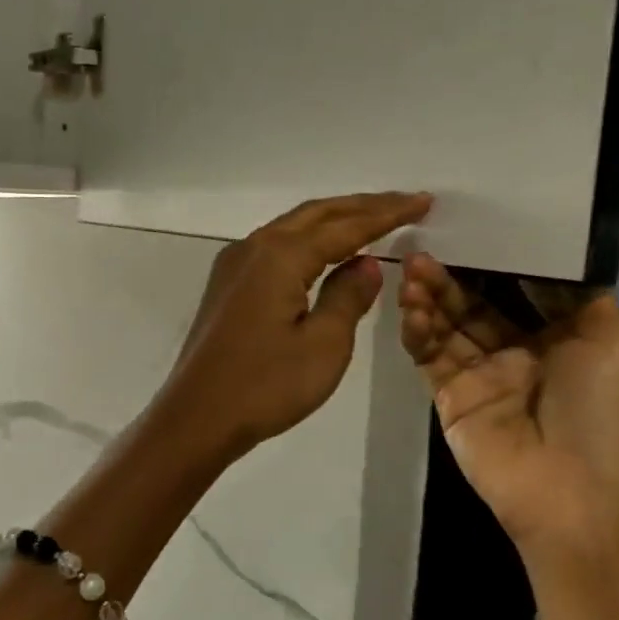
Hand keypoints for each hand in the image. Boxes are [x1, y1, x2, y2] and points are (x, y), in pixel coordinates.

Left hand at [158, 193, 433, 463]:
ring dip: (332, 221)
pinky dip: (307, 242)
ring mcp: (233, 265)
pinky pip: (274, 248)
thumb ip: (348, 297)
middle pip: (315, 215)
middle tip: (405, 202)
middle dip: (361, 207)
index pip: (344, 226)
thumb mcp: (324, 345)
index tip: (422, 202)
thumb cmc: (265, 385)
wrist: (196, 417)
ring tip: (372, 219)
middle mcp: (253, 248)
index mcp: (280, 256)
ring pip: (291, 228)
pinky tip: (324, 253)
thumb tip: (366, 262)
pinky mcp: (226, 286)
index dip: (386, 214)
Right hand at [398, 254, 618, 570]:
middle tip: (425, 248)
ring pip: (447, 326)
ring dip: (429, 297)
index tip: (473, 229)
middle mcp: (518, 353)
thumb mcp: (615, 338)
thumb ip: (581, 294)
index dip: (497, 261)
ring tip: (411, 269)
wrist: (575, 491)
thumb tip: (553, 259)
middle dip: (452, 276)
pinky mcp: (449, 397)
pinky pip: (429, 355)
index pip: (520, 289)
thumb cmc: (602, 410)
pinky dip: (418, 330)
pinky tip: (410, 307)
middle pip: (476, 304)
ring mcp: (480, 376)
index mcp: (561, 338)